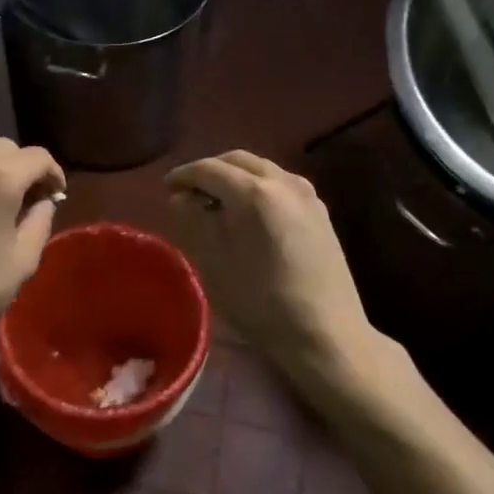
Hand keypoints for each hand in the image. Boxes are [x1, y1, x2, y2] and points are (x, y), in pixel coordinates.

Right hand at [166, 151, 372, 382]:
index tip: (167, 187)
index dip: (184, 174)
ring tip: (216, 200)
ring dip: (236, 176)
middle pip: (239, 161)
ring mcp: (307, 195)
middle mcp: (283, 182)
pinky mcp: (320, 211)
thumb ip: (197, 221)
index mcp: (254, 193)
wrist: (326, 332)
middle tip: (189, 191)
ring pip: (263, 169)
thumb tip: (182, 199)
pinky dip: (258, 186)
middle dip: (211, 170)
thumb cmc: (262, 302)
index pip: (210, 169)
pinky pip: (281, 183)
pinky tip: (249, 211)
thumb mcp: (217, 262)